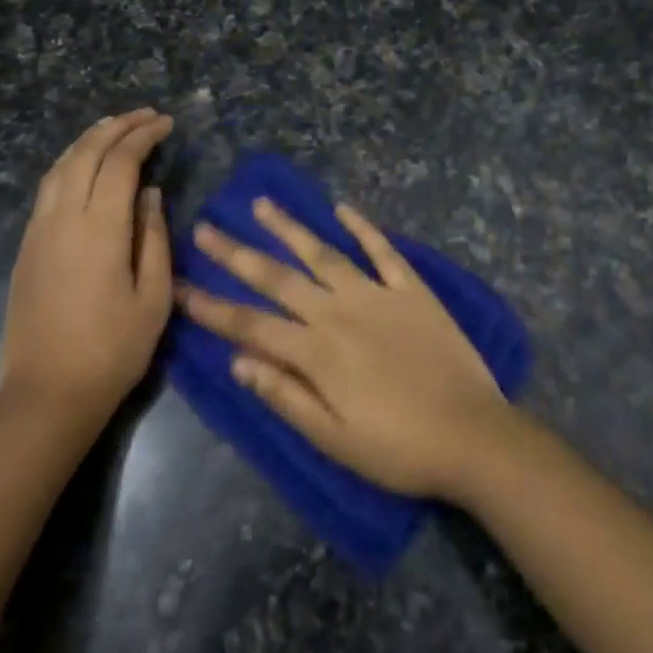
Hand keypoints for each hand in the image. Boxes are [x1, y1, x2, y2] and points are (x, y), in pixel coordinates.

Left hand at [2, 110, 174, 423]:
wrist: (48, 393)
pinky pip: (47, 188)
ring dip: (88, 140)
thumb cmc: (113, 350)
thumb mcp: (154, 298)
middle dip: (116, 126)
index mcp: (100, 229)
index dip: (143, 136)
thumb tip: (150, 195)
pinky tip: (84, 167)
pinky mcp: (26, 246)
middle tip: (144, 116)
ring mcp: (38, 231)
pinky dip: (70, 163)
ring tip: (114, 129)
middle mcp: (63, 219)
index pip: (120, 163)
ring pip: (60, 167)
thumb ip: (154, 238)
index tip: (165, 124)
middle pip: (85, 153)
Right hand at [178, 198, 511, 499]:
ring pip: (324, 253)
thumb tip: (237, 361)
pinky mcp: (413, 290)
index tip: (178, 285)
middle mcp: (339, 312)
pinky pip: (383, 251)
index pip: (250, 324)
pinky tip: (343, 208)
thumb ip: (285, 396)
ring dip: (290, 228)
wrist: (474, 436)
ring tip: (262, 204)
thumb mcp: (333, 440)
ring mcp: (378, 295)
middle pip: (278, 277)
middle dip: (237, 253)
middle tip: (206, 227)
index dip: (211, 306)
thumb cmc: (399, 448)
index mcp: (316, 352)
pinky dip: (363, 228)